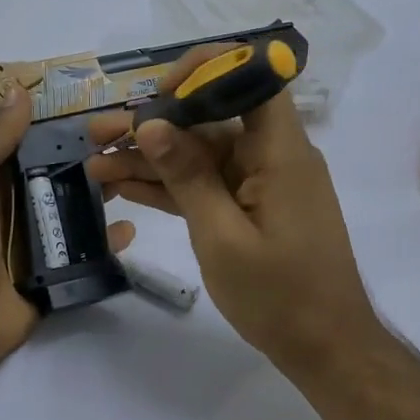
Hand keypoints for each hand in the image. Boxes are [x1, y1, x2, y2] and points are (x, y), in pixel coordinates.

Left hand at [0, 80, 134, 373]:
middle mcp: (15, 202)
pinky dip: (109, 240)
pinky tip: (130, 228)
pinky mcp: (56, 271)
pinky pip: (88, 251)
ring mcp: (38, 238)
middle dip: (93, 154)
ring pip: (78, 207)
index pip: (31, 138)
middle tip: (132, 138)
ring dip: (105, 191)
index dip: (62, 121)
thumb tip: (20, 91)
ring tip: (138, 174)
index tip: (101, 104)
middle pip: (60, 170)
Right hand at [87, 44, 379, 379]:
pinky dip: (168, 186)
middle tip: (97, 133)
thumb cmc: (280, 295)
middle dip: (152, 124)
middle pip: (209, 120)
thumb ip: (186, 177)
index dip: (205, 71)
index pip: (253, 79)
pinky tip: (122, 186)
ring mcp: (258, 184)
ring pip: (199, 155)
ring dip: (149, 159)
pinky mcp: (248, 209)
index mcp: (279, 152)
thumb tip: (149, 124)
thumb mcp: (222, 236)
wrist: (324, 348)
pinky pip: (204, 185)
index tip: (157, 94)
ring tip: (95, 162)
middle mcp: (270, 157)